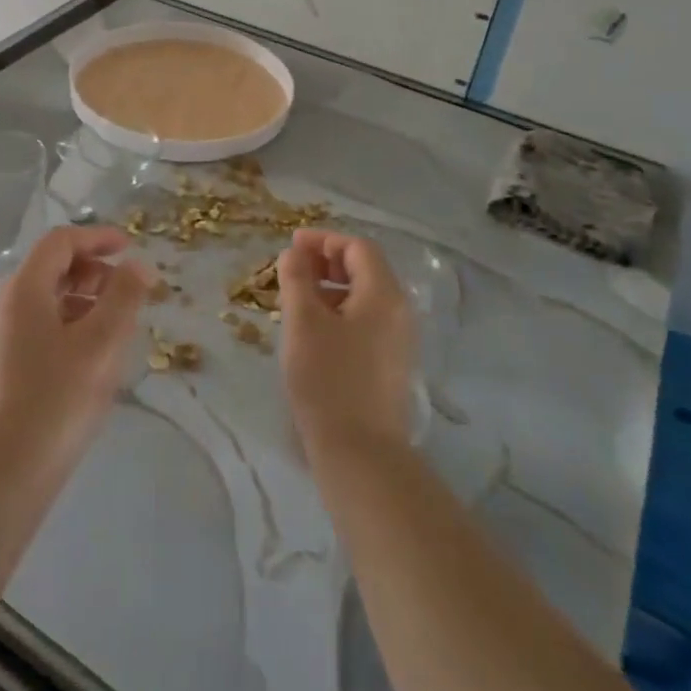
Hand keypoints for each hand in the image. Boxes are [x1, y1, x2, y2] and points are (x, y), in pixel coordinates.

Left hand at [0, 226, 150, 469]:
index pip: (60, 242)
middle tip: (128, 290)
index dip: (97, 238)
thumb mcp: (103, 342)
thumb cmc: (60, 396)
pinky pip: (38, 324)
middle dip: (93, 270)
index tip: (131, 248)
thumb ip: (124, 296)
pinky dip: (68, 322)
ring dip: (83, 298)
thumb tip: (138, 266)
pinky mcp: (2, 363)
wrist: (10, 467)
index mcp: (23, 290)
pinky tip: (92, 351)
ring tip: (117, 323)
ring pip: (46, 299)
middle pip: (51, 268)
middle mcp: (3, 305)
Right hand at [277, 229, 415, 460]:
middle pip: (365, 270)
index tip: (291, 245)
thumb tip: (294, 253)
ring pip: (364, 297)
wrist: (359, 450)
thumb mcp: (303, 322)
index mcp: (384, 294)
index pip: (358, 248)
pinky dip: (339, 312)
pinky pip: (366, 321)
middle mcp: (399, 311)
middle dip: (327, 262)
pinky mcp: (391, 363)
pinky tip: (313, 330)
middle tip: (292, 270)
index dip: (324, 240)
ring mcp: (399, 339)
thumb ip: (297, 279)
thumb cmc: (327, 378)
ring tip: (296, 301)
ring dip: (331, 288)